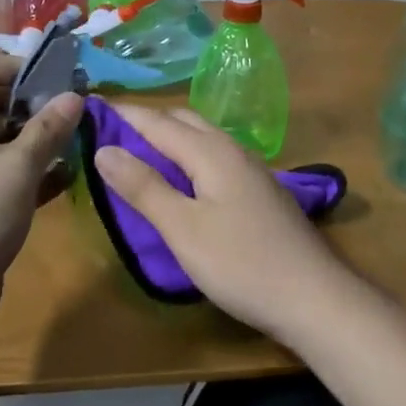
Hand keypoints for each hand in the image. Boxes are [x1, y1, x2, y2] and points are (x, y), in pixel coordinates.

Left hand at [0, 50, 82, 336]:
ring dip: (32, 138)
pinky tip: (61, 179)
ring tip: (71, 145)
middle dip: (31, 103)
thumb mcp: (19, 168)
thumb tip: (74, 95)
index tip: (52, 87)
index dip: (16, 66)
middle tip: (68, 117)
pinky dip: (25, 169)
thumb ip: (48, 129)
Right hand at [94, 104, 350, 345]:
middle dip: (146, 120)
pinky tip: (182, 178)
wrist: (316, 298)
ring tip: (139, 152)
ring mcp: (251, 170)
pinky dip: (187, 155)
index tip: (89, 108)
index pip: (156, 121)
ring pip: (202, 138)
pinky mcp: (259, 192)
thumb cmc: (242, 264)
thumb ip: (143, 187)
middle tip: (111, 131)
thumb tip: (104, 149)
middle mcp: (232, 150)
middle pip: (182, 121)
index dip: (122, 114)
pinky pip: (214, 156)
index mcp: (210, 151)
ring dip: (168, 136)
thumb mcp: (182, 228)